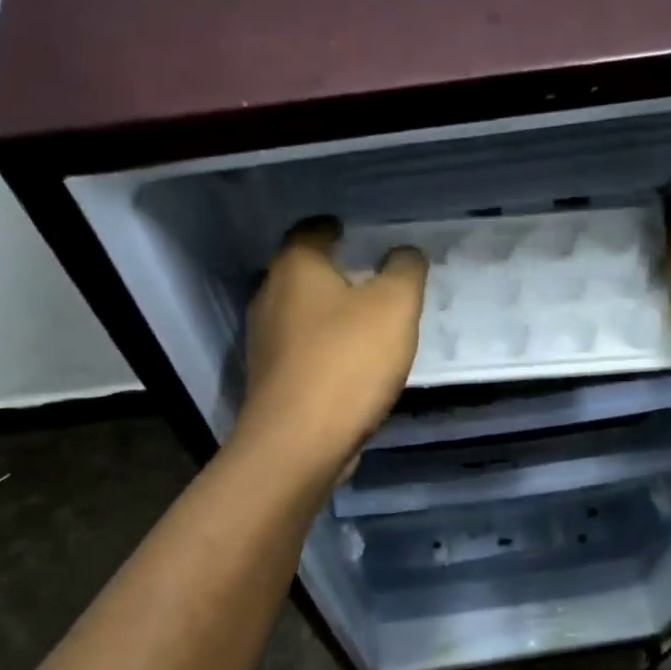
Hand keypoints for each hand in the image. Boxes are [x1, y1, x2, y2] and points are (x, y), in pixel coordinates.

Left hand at [236, 218, 427, 478]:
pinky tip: (350, 365)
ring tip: (365, 322)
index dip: (334, 228)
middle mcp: (270, 298)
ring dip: (329, 315)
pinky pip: (302, 353)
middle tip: (370, 277)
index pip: (311, 230)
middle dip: (333, 273)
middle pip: (303, 274)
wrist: (300, 442)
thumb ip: (405, 271)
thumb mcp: (395, 306)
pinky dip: (324, 350)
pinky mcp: (272, 381)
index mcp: (295, 268)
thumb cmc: (347, 361)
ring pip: (301, 315)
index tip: (354, 232)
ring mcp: (265, 343)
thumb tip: (404, 253)